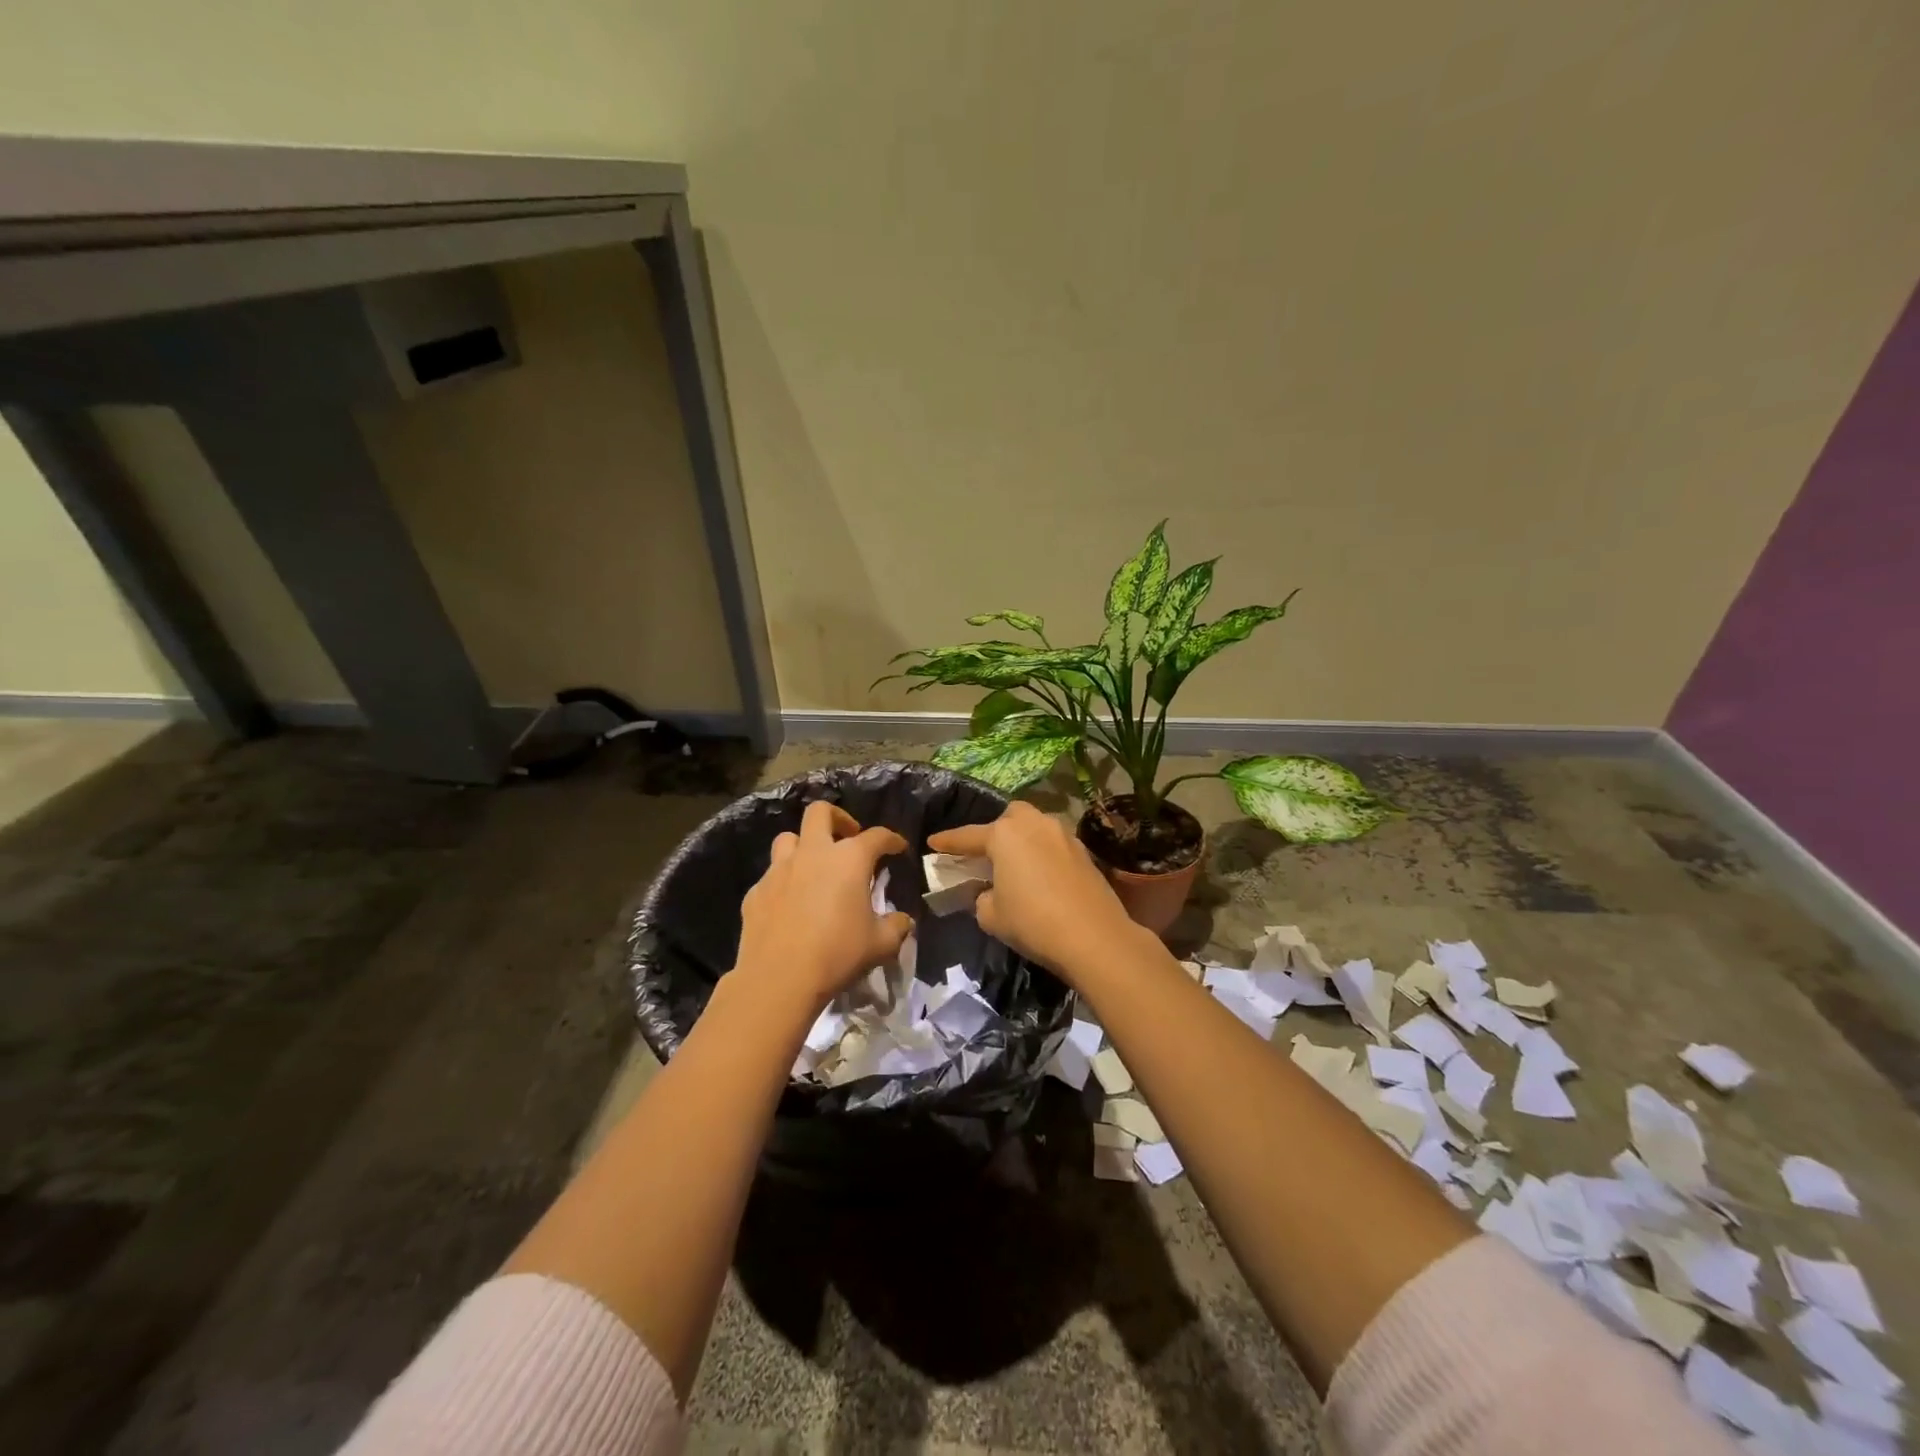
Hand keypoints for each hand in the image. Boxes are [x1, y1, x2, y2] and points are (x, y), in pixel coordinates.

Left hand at [734, 799, 910, 1009]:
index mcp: (849, 859)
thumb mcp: (880, 944)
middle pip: (820, 812)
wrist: (778, 979)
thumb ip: (896, 927)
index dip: (891, 839)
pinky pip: (771, 876)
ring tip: (814, 867)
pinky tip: (790, 904)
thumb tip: (903, 921)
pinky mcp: (756, 892)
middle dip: (838, 818)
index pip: (877, 836)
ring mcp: (779, 870)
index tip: (898, 847)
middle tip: (848, 837)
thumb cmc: (837, 954)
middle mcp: (813, 853)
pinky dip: (784, 882)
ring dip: (803, 845)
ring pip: (788, 838)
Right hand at [927, 801, 1142, 982]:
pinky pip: (1054, 843)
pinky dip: (1043, 852)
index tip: (933, 842)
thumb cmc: (1033, 922)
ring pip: (1036, 825)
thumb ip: (980, 897)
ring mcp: (1063, 834)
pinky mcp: (1084, 851)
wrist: (1094, 937)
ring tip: (1016, 863)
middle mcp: (1034, 824)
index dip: (947, 841)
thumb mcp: (991, 915)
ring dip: (1023, 838)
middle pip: (1009, 817)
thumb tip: (987, 892)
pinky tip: (1041, 874)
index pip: (968, 836)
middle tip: (987, 853)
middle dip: (996, 830)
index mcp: (1004, 835)